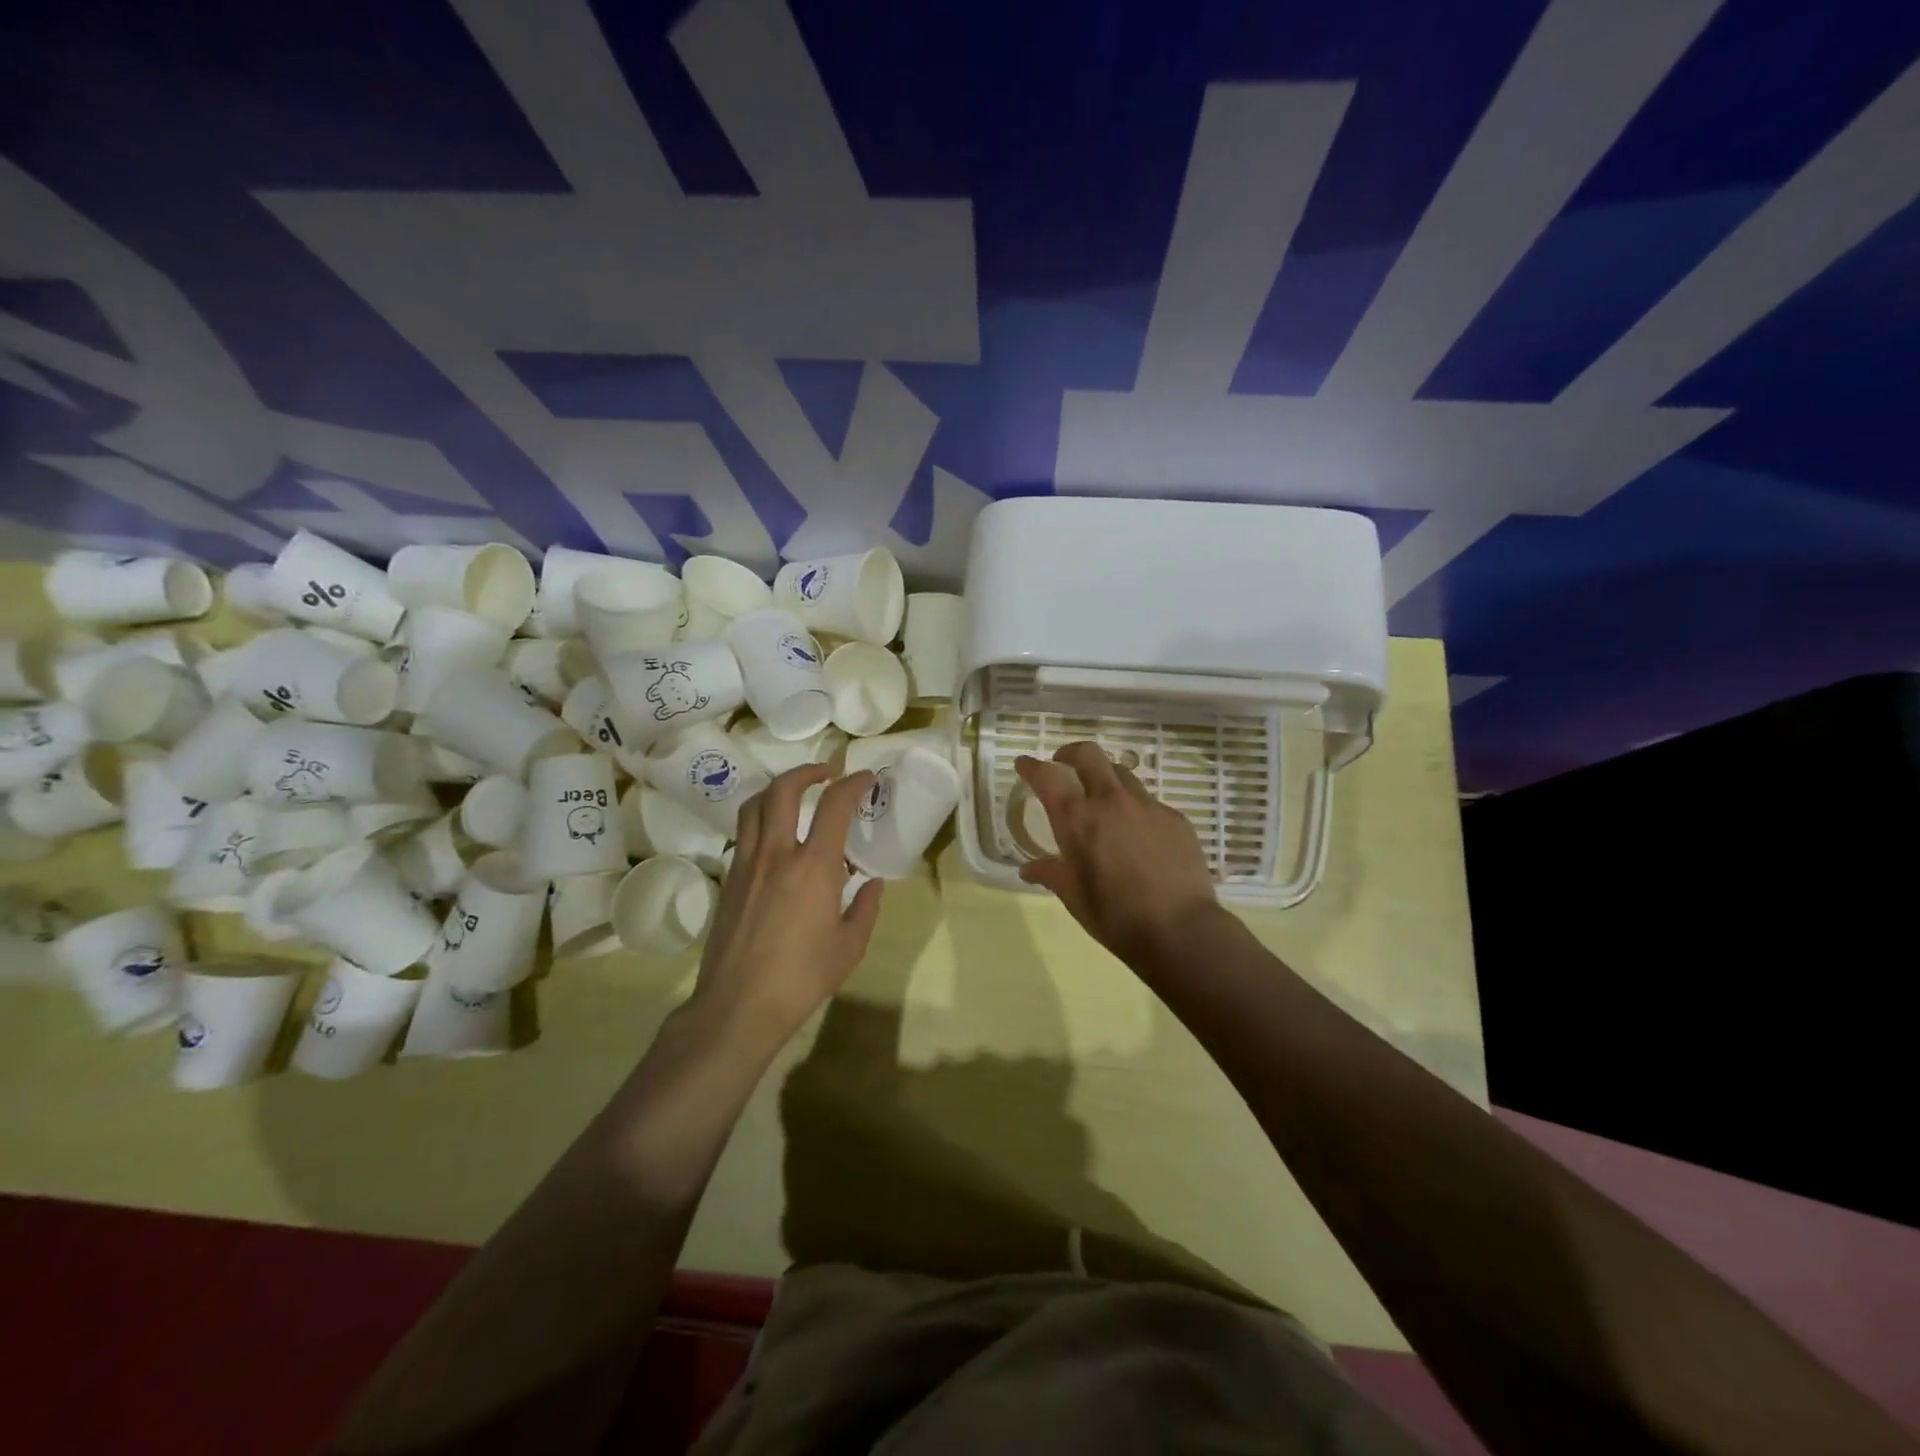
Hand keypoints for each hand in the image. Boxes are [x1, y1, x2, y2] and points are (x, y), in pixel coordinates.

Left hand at [690, 764, 884, 1048]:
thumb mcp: (850, 947)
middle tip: (827, 773)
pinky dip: (761, 818)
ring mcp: (746, 864)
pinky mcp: (728, 879)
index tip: (866, 778)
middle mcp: (776, 854)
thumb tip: (872, 883)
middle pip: (783, 789)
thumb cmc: (802, 978)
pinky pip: (744, 832)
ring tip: (796, 792)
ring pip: (754, 805)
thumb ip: (866, 908)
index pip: (835, 806)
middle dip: (808, 771)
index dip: (853, 784)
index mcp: (813, 867)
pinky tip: (776, 837)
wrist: (738, 1007)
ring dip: (777, 788)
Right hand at [1015, 743, 1219, 970]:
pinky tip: (1139, 835)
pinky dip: (1135, 809)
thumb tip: (1029, 869)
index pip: (1047, 776)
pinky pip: (1149, 802)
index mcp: (1078, 819)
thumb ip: (1051, 873)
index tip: (1024, 764)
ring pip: (1121, 773)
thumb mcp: (1074, 897)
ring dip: (1105, 778)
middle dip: (1071, 754)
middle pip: (1088, 754)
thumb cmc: (1115, 917)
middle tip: (1064, 765)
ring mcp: (1148, 805)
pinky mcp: (1175, 818)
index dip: (1032, 766)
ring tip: (1103, 800)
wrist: (1181, 931)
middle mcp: (1111, 801)